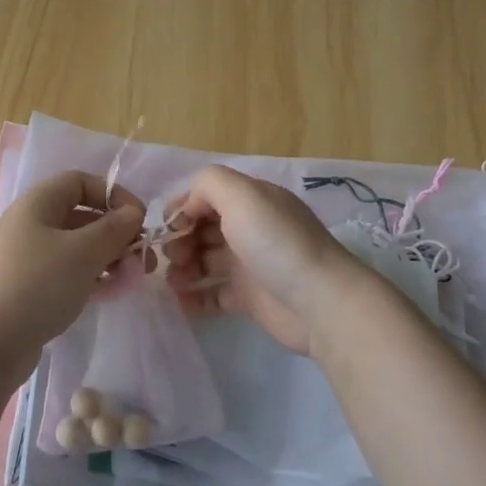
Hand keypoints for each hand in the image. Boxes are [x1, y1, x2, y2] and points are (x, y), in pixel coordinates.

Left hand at [0, 170, 145, 363]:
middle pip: (80, 215)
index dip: (113, 194)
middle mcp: (29, 224)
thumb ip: (114, 229)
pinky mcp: (26, 288)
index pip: (80, 182)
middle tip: (143, 258)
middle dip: (116, 232)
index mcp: (37, 204)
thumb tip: (133, 212)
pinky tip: (108, 292)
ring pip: (75, 247)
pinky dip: (89, 277)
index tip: (139, 219)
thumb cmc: (38, 285)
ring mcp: (26, 258)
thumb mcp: (84, 252)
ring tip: (131, 277)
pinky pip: (65, 272)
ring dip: (107, 256)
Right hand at [162, 165, 367, 354]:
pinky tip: (180, 301)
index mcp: (253, 201)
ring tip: (173, 281)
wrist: (320, 302)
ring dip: (183, 267)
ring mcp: (251, 265)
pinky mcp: (251, 299)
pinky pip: (214, 294)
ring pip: (205, 261)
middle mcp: (251, 228)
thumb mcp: (242, 195)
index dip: (183, 208)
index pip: (207, 196)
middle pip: (204, 228)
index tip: (165, 227)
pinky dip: (194, 296)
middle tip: (172, 257)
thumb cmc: (276, 243)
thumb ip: (208, 184)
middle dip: (180, 239)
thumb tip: (187, 204)